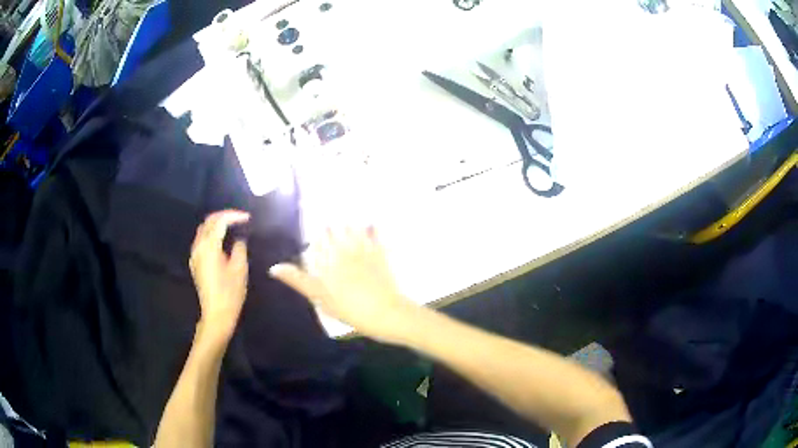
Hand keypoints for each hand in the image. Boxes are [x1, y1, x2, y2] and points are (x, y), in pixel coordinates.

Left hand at [189, 210, 249, 341]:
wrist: (216, 315)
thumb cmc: (230, 293)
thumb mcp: (240, 269)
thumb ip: (239, 249)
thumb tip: (238, 240)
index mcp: (209, 247)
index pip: (220, 221)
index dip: (234, 216)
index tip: (247, 218)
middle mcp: (198, 247)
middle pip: (208, 222)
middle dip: (224, 216)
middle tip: (239, 218)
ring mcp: (195, 255)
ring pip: (203, 230)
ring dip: (216, 224)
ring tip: (232, 226)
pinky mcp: (195, 263)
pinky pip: (201, 240)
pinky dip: (211, 234)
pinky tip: (222, 240)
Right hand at [269, 228, 417, 343]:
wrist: (383, 312)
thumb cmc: (349, 309)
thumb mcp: (319, 297)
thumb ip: (298, 280)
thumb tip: (273, 268)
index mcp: (327, 259)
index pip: (317, 239)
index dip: (316, 234)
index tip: (313, 230)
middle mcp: (343, 249)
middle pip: (334, 229)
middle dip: (330, 225)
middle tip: (328, 221)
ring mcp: (363, 249)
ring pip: (353, 226)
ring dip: (348, 222)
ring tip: (345, 216)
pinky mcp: (380, 253)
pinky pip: (376, 232)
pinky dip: (373, 226)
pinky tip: (372, 222)